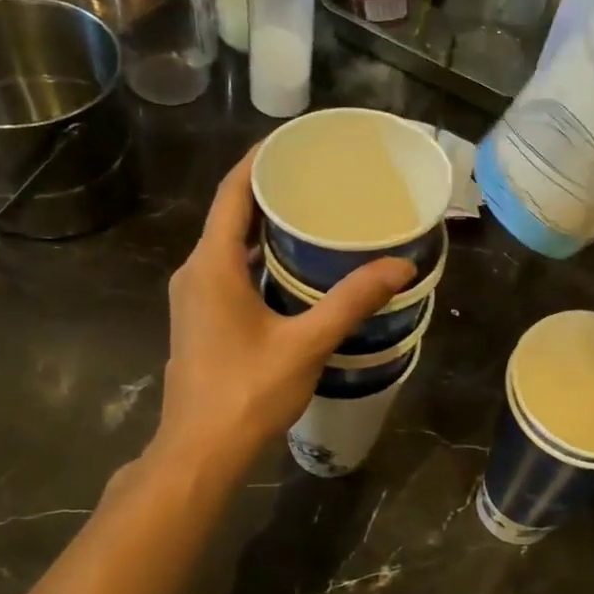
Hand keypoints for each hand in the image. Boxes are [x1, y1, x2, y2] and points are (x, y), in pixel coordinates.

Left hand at [152, 148, 415, 475]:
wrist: (200, 451)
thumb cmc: (248, 392)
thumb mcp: (306, 344)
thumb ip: (352, 301)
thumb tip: (400, 265)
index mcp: (212, 266)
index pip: (232, 193)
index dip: (259, 161)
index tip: (294, 142)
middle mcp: (195, 273)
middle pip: (230, 216)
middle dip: (270, 193)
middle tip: (318, 180)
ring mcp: (193, 299)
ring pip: (229, 247)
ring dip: (264, 229)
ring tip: (313, 218)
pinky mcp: (200, 321)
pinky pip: (228, 272)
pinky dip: (258, 260)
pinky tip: (293, 271)